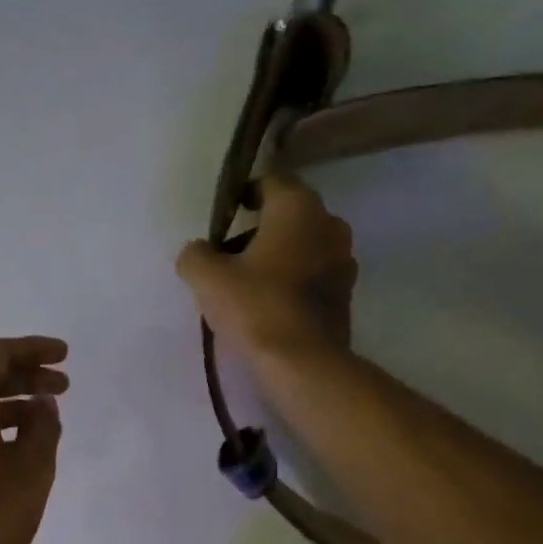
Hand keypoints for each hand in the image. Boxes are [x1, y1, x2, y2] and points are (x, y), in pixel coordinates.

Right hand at [175, 174, 356, 358]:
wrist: (303, 363)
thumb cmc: (256, 307)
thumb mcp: (208, 278)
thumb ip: (196, 255)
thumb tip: (196, 251)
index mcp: (298, 207)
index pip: (271, 180)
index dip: (245, 194)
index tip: (226, 213)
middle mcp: (329, 223)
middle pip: (290, 215)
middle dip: (262, 228)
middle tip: (231, 253)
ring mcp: (344, 260)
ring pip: (304, 245)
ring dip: (280, 256)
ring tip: (249, 283)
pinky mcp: (346, 294)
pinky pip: (314, 275)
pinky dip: (294, 281)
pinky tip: (270, 304)